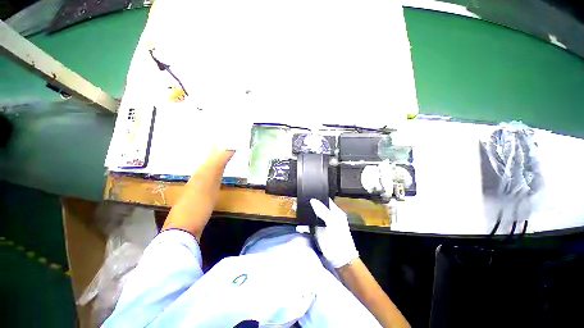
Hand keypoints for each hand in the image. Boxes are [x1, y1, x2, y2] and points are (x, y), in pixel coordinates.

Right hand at [297, 198, 358, 267]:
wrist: (339, 261)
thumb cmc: (339, 241)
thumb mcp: (332, 224)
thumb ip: (323, 211)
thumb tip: (313, 200)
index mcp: (335, 212)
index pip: (326, 200)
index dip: (318, 196)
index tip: (307, 193)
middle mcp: (329, 216)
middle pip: (318, 207)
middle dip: (310, 205)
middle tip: (300, 202)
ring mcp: (323, 224)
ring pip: (313, 215)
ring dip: (306, 214)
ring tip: (297, 211)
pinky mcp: (318, 232)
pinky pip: (309, 225)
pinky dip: (304, 224)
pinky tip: (299, 224)